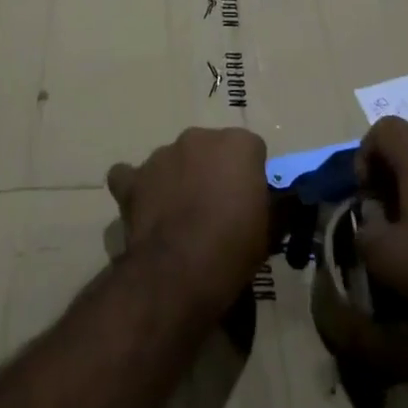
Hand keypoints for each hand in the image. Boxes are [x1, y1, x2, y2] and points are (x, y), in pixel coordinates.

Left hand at [107, 128, 268, 317]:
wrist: (180, 270)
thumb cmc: (234, 248)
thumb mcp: (269, 230)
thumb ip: (272, 204)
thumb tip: (275, 202)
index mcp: (238, 143)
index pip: (251, 150)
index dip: (250, 177)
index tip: (249, 204)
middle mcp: (199, 137)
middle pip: (210, 149)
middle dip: (213, 171)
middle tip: (216, 210)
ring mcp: (162, 154)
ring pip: (174, 160)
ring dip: (178, 179)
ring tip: (180, 218)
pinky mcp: (135, 177)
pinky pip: (132, 175)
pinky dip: (136, 187)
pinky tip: (142, 207)